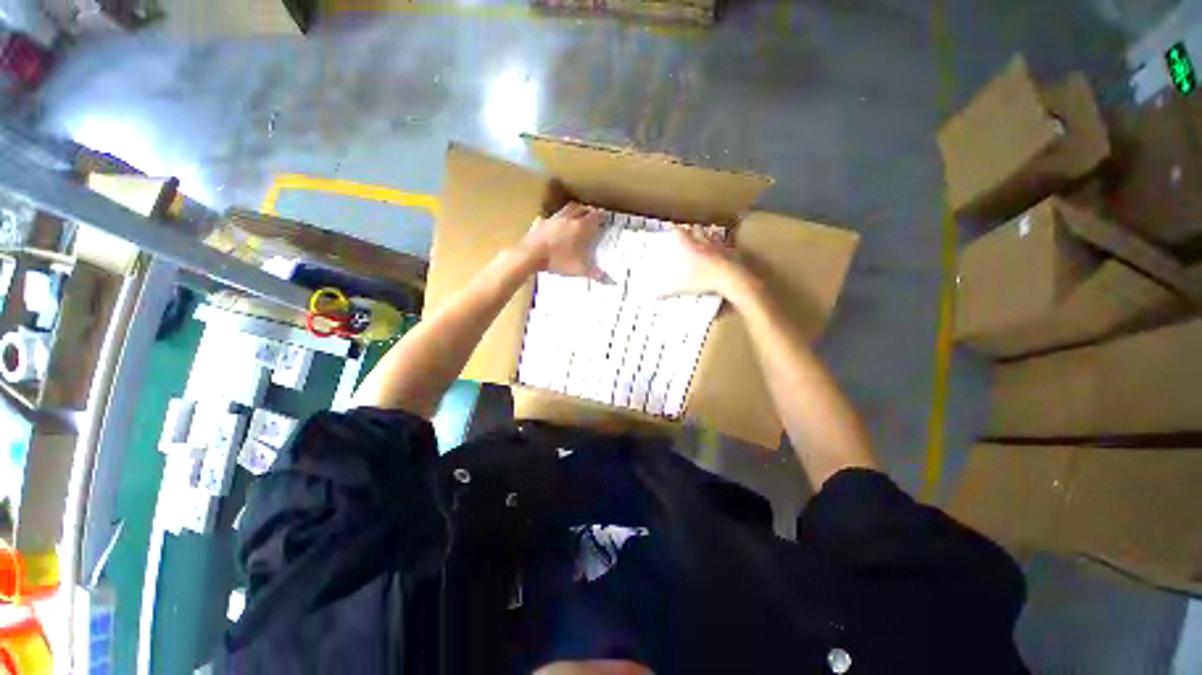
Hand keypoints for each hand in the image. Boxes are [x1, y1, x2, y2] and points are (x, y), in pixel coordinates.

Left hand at [520, 202, 604, 277]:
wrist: (531, 255)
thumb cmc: (558, 260)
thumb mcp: (579, 269)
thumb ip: (595, 273)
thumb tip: (612, 282)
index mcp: (580, 227)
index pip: (594, 217)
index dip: (600, 215)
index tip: (604, 215)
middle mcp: (568, 219)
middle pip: (581, 208)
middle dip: (587, 210)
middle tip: (592, 213)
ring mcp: (553, 219)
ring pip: (566, 209)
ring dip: (573, 209)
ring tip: (576, 213)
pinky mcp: (541, 223)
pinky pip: (551, 217)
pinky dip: (556, 218)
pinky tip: (555, 223)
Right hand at [655, 226, 754, 300]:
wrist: (731, 278)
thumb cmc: (703, 279)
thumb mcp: (681, 287)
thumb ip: (666, 291)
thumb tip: (653, 296)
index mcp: (689, 246)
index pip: (679, 232)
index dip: (674, 229)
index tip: (671, 228)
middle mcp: (703, 241)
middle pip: (695, 229)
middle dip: (691, 230)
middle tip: (687, 232)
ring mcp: (718, 245)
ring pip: (711, 234)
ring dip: (706, 234)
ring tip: (704, 237)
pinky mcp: (731, 250)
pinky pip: (725, 244)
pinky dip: (721, 245)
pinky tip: (721, 249)